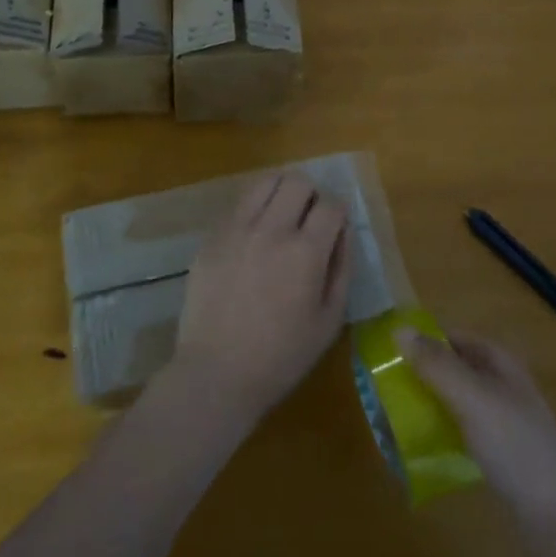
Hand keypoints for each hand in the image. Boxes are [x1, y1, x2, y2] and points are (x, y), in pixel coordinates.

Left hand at [171, 173, 351, 427]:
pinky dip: (253, 210)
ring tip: (281, 216)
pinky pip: (238, 204)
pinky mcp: (212, 237)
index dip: (338, 213)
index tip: (334, 228)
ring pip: (265, 182)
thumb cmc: (281, 356)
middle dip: (311, 195)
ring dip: (281, 192)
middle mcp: (271, 229)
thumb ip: (341, 268)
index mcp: (305, 252)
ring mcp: (237, 229)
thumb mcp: (329, 321)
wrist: (216, 374)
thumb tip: (343, 231)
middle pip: (298, 181)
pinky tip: (253, 237)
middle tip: (309, 220)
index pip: (331, 205)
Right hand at [396, 329, 555, 524]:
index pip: (452, 337)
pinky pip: (463, 433)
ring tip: (392, 421)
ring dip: (428, 406)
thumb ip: (436, 365)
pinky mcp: (501, 456)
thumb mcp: (471, 398)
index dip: (422, 341)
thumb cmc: (516, 446)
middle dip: (421, 376)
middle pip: (453, 369)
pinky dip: (442, 434)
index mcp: (498, 362)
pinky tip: (421, 451)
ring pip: (456, 402)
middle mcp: (500, 384)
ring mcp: (503, 422)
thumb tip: (397, 328)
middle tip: (383, 391)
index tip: (385, 355)